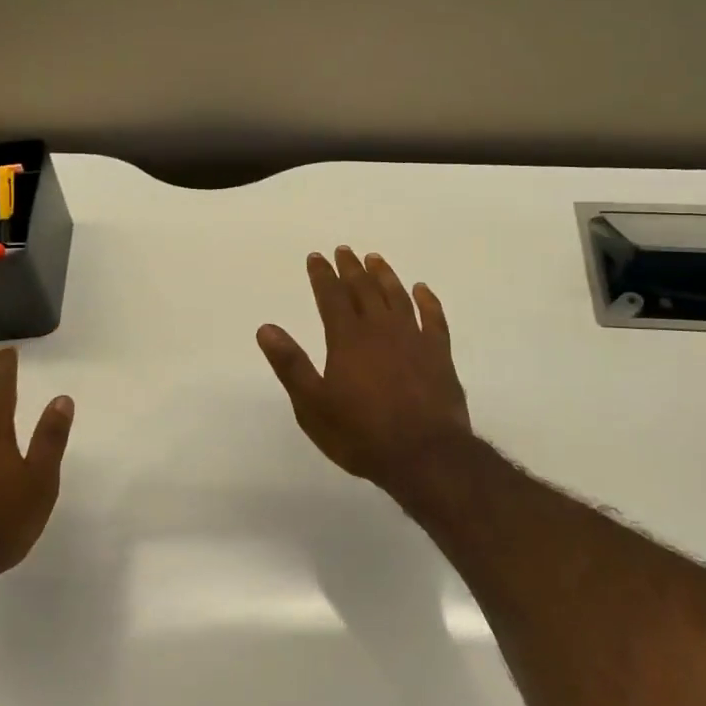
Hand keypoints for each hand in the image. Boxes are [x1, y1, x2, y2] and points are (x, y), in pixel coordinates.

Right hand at [257, 248, 471, 494]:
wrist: (424, 454)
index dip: (322, 275)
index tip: (316, 257)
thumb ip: (291, 365)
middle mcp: (380, 329)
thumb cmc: (361, 434)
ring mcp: (414, 338)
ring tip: (375, 259)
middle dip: (351, 268)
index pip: (331, 297)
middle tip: (344, 250)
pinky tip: (421, 289)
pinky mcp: (439, 353)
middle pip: (364, 289)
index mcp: (348, 339)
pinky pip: (434, 317)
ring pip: (397, 296)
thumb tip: (266, 328)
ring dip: (384, 275)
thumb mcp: (313, 406)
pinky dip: (427, 300)